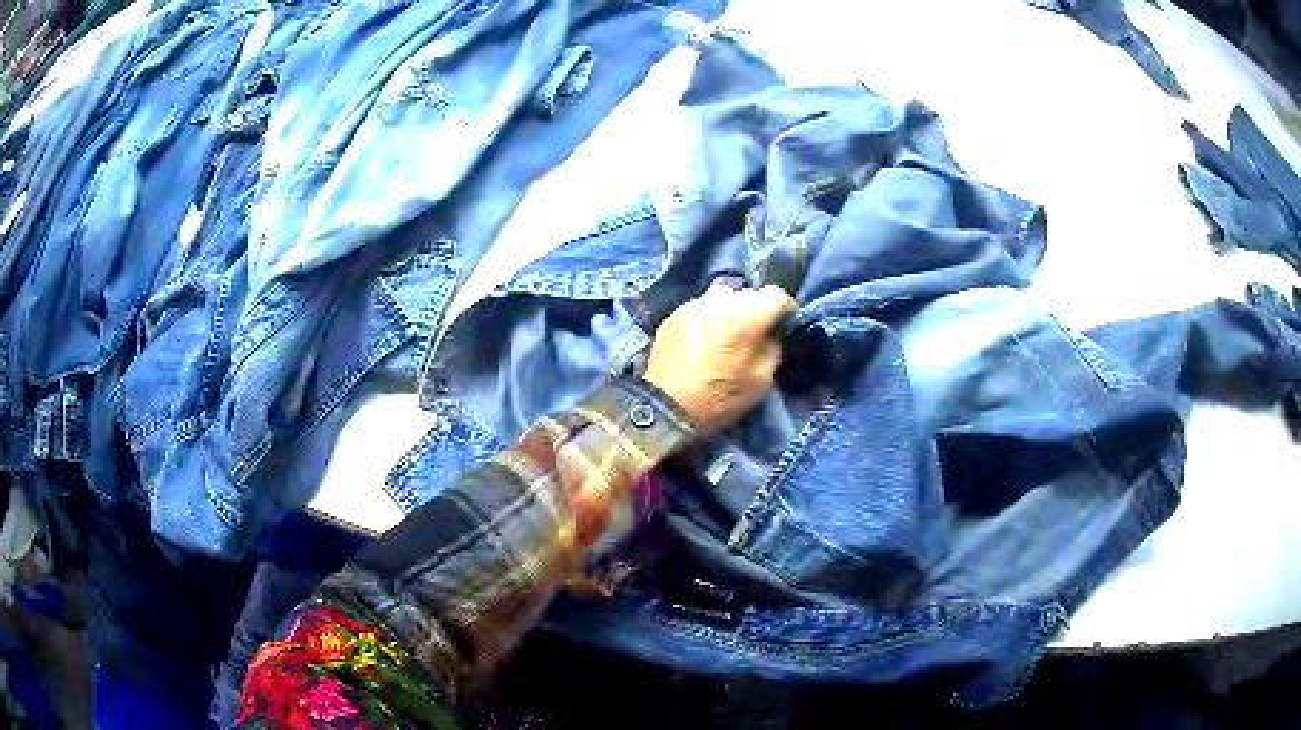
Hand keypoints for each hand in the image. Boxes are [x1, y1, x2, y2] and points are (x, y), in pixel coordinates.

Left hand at [644, 284, 795, 434]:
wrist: (666, 407)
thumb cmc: (720, 399)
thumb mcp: (761, 381)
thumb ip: (771, 348)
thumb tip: (770, 333)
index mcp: (747, 318)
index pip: (776, 295)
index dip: (784, 309)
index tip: (782, 324)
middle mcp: (720, 302)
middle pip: (749, 293)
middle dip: (756, 310)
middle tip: (753, 333)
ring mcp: (694, 305)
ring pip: (723, 296)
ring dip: (730, 310)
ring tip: (727, 332)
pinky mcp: (675, 313)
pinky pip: (701, 306)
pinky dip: (708, 317)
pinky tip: (703, 339)